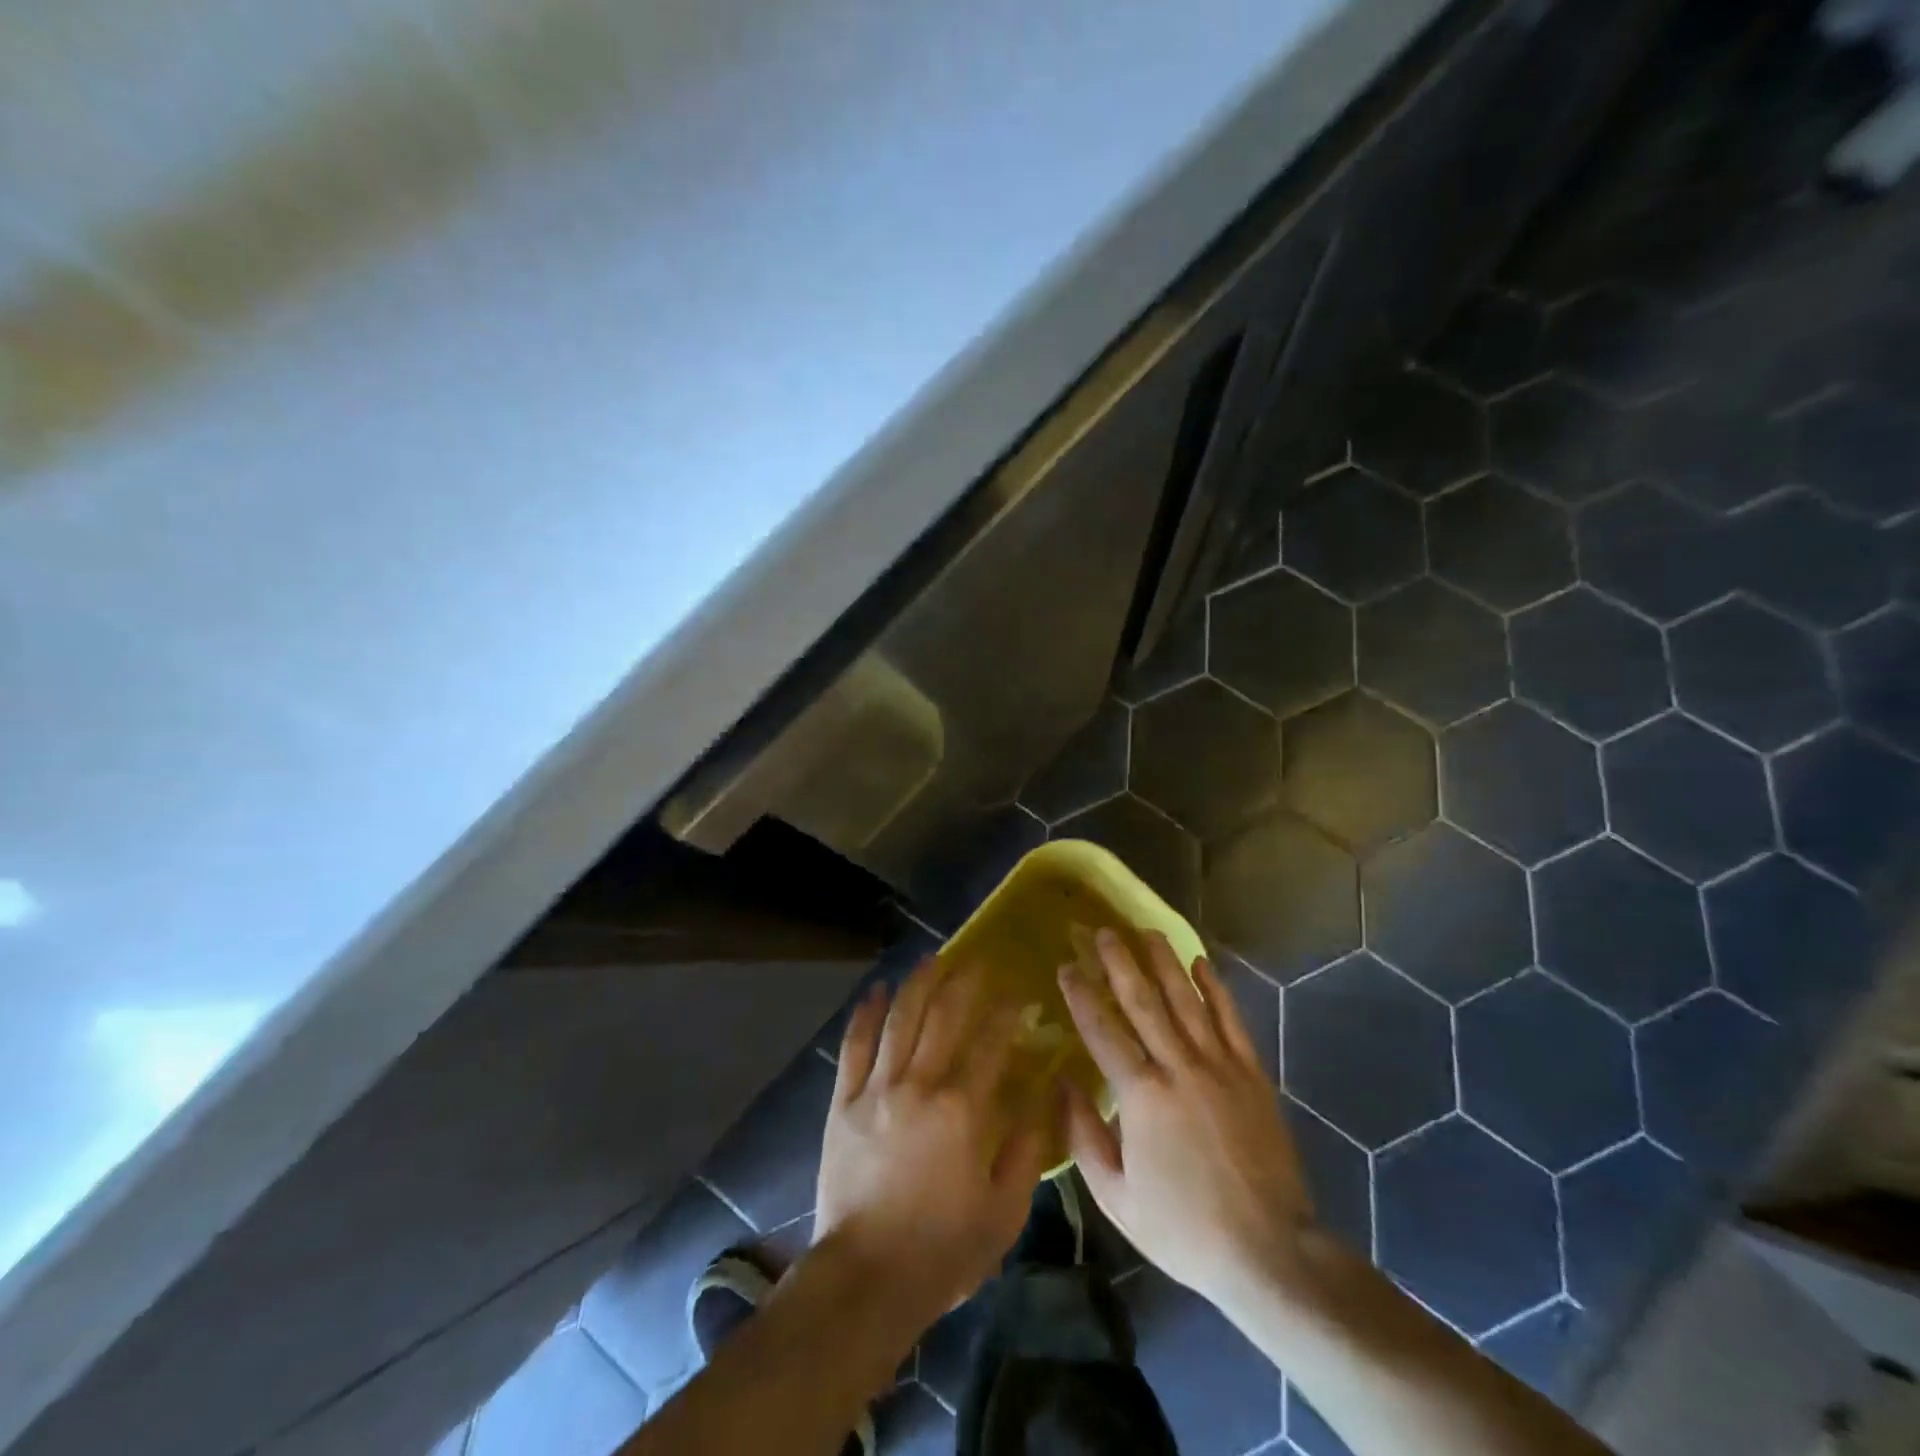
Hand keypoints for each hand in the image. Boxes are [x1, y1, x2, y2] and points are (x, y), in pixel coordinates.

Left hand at [814, 958, 1053, 1325]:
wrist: (866, 1278)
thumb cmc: (943, 1249)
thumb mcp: (1004, 1211)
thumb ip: (1027, 1149)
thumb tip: (1044, 1097)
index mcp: (964, 1110)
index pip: (992, 1042)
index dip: (1008, 1011)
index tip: (1020, 991)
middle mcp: (921, 1085)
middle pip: (945, 1016)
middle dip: (965, 982)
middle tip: (978, 960)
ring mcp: (877, 1089)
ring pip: (900, 1019)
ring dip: (918, 983)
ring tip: (932, 958)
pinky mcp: (843, 1101)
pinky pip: (854, 1045)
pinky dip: (866, 1014)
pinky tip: (876, 990)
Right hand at [1058, 929, 1312, 1313]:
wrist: (1270, 1252)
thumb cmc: (1184, 1228)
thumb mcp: (1117, 1198)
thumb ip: (1084, 1137)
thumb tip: (1062, 1084)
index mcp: (1142, 1097)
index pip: (1102, 1030)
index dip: (1081, 995)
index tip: (1066, 966)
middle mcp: (1179, 1068)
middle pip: (1143, 1001)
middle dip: (1119, 962)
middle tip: (1103, 930)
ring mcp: (1220, 1066)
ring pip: (1186, 1000)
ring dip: (1164, 961)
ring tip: (1146, 930)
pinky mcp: (1252, 1073)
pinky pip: (1230, 1019)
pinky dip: (1214, 988)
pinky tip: (1200, 962)